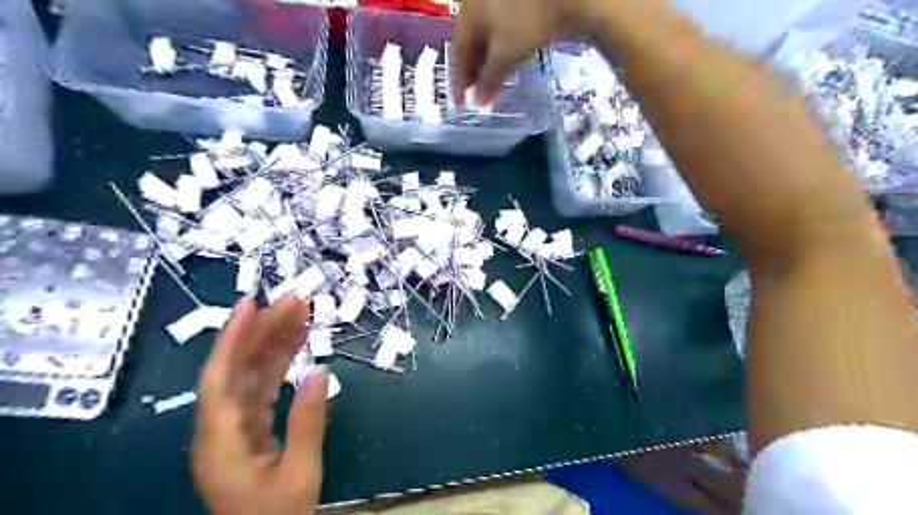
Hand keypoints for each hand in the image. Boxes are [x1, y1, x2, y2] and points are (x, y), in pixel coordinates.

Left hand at [189, 296, 326, 514]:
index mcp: (221, 442)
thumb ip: (308, 423)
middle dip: (263, 332)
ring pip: (251, 377)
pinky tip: (296, 348)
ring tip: (300, 315)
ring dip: (274, 345)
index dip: (232, 339)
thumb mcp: (299, 474)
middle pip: (237, 371)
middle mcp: (221, 430)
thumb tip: (320, 373)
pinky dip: (279, 367)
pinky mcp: (250, 433)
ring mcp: (235, 431)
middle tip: (294, 302)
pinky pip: (262, 391)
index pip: (220, 379)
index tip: (251, 305)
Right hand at [453, 0, 608, 104]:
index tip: (459, 103)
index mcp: (468, 14)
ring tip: (491, 84)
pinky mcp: (512, 6)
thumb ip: (489, 78)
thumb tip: (479, 102)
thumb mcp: (505, 52)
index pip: (458, 52)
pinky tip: (505, 63)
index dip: (459, 80)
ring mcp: (494, 3)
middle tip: (475, 95)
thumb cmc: (526, 20)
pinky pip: (497, 33)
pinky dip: (498, 52)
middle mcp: (476, 5)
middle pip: (470, 45)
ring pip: (484, 39)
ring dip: (486, 64)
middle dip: (473, 73)